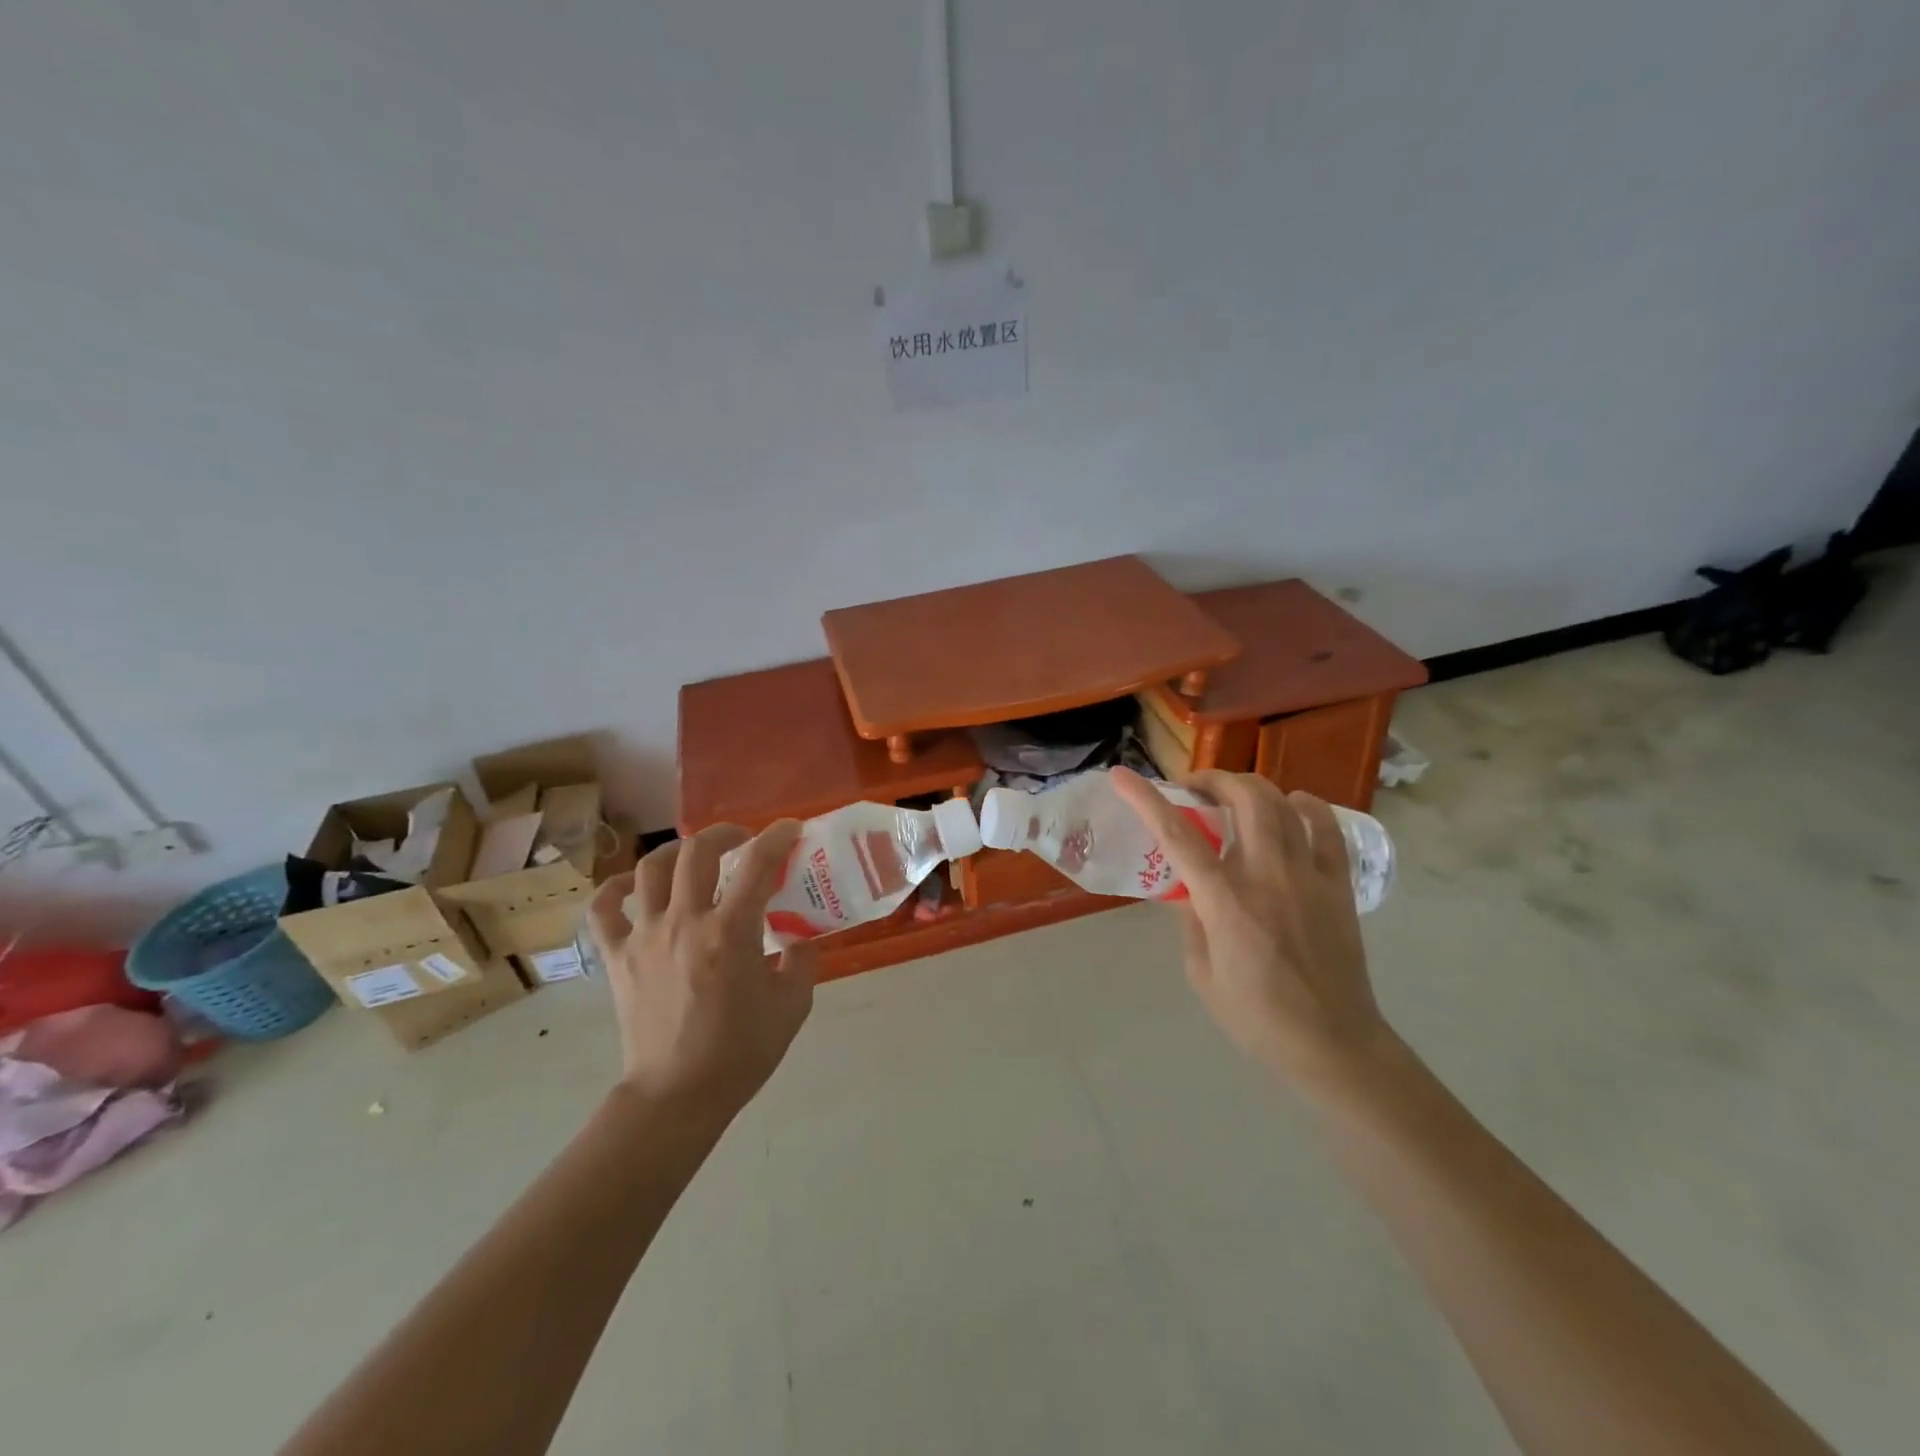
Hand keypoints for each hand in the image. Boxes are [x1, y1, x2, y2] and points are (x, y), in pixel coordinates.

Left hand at [586, 821, 815, 1116]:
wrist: (676, 1097)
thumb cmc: (739, 1053)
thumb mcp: (792, 1007)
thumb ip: (802, 962)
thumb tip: (800, 939)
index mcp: (730, 933)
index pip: (757, 864)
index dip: (777, 837)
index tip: (790, 830)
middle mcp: (684, 922)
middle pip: (697, 851)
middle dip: (724, 833)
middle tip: (742, 841)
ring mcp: (644, 937)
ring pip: (649, 869)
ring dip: (675, 851)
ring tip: (693, 857)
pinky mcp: (617, 958)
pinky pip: (603, 910)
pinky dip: (615, 889)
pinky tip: (631, 886)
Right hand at [1110, 767, 1394, 1097]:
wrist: (1333, 1044)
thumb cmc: (1257, 1017)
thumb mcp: (1202, 974)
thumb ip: (1190, 921)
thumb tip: (1186, 889)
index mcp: (1224, 900)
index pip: (1176, 834)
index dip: (1145, 798)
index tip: (1122, 775)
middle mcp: (1266, 874)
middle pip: (1241, 798)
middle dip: (1212, 779)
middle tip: (1194, 789)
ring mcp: (1307, 874)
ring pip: (1281, 802)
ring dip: (1250, 787)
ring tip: (1234, 798)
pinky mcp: (1338, 884)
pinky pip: (1326, 827)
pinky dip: (1307, 806)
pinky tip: (1293, 805)